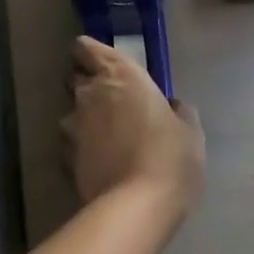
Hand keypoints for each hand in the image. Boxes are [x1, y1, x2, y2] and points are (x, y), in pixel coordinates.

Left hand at [62, 37, 204, 210]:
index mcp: (120, 76)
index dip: (89, 53)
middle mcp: (90, 93)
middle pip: (75, 77)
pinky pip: (71, 143)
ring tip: (105, 139)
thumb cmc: (170, 157)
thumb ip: (178, 112)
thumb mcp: (189, 132)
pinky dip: (81, 147)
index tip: (100, 63)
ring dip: (84, 119)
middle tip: (110, 101)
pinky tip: (99, 162)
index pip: (86, 48)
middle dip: (86, 84)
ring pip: (71, 112)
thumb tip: (172, 106)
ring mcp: (72, 125)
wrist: (136, 205)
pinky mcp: (64, 156)